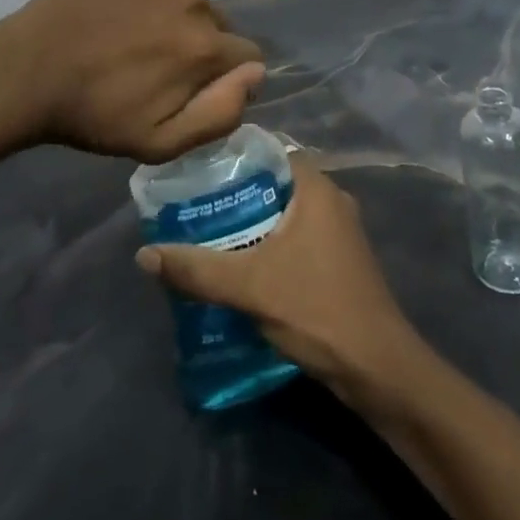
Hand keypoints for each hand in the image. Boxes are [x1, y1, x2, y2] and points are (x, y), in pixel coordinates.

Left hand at [0, 0, 264, 162]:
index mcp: (203, 46)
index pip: (247, 54)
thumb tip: (256, 73)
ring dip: (172, 13)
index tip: (189, 84)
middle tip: (151, 61)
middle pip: (216, 23)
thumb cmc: (94, 114)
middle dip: (197, 42)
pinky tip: (116, 7)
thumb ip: (220, 113)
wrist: (26, 70)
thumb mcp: (160, 142)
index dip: (224, 74)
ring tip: (129, 33)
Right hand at [136, 160, 424, 399]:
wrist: (376, 368)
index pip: (272, 151)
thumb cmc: (316, 308)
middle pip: (275, 182)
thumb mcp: (249, 286)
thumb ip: (197, 268)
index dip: (236, 155)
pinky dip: (270, 243)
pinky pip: (296, 237)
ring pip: (286, 213)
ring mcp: (339, 232)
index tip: (199, 166)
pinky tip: (240, 263)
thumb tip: (144, 254)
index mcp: (318, 189)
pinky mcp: (339, 261)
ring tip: (208, 232)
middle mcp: (332, 201)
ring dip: (252, 221)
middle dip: (237, 192)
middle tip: (194, 202)